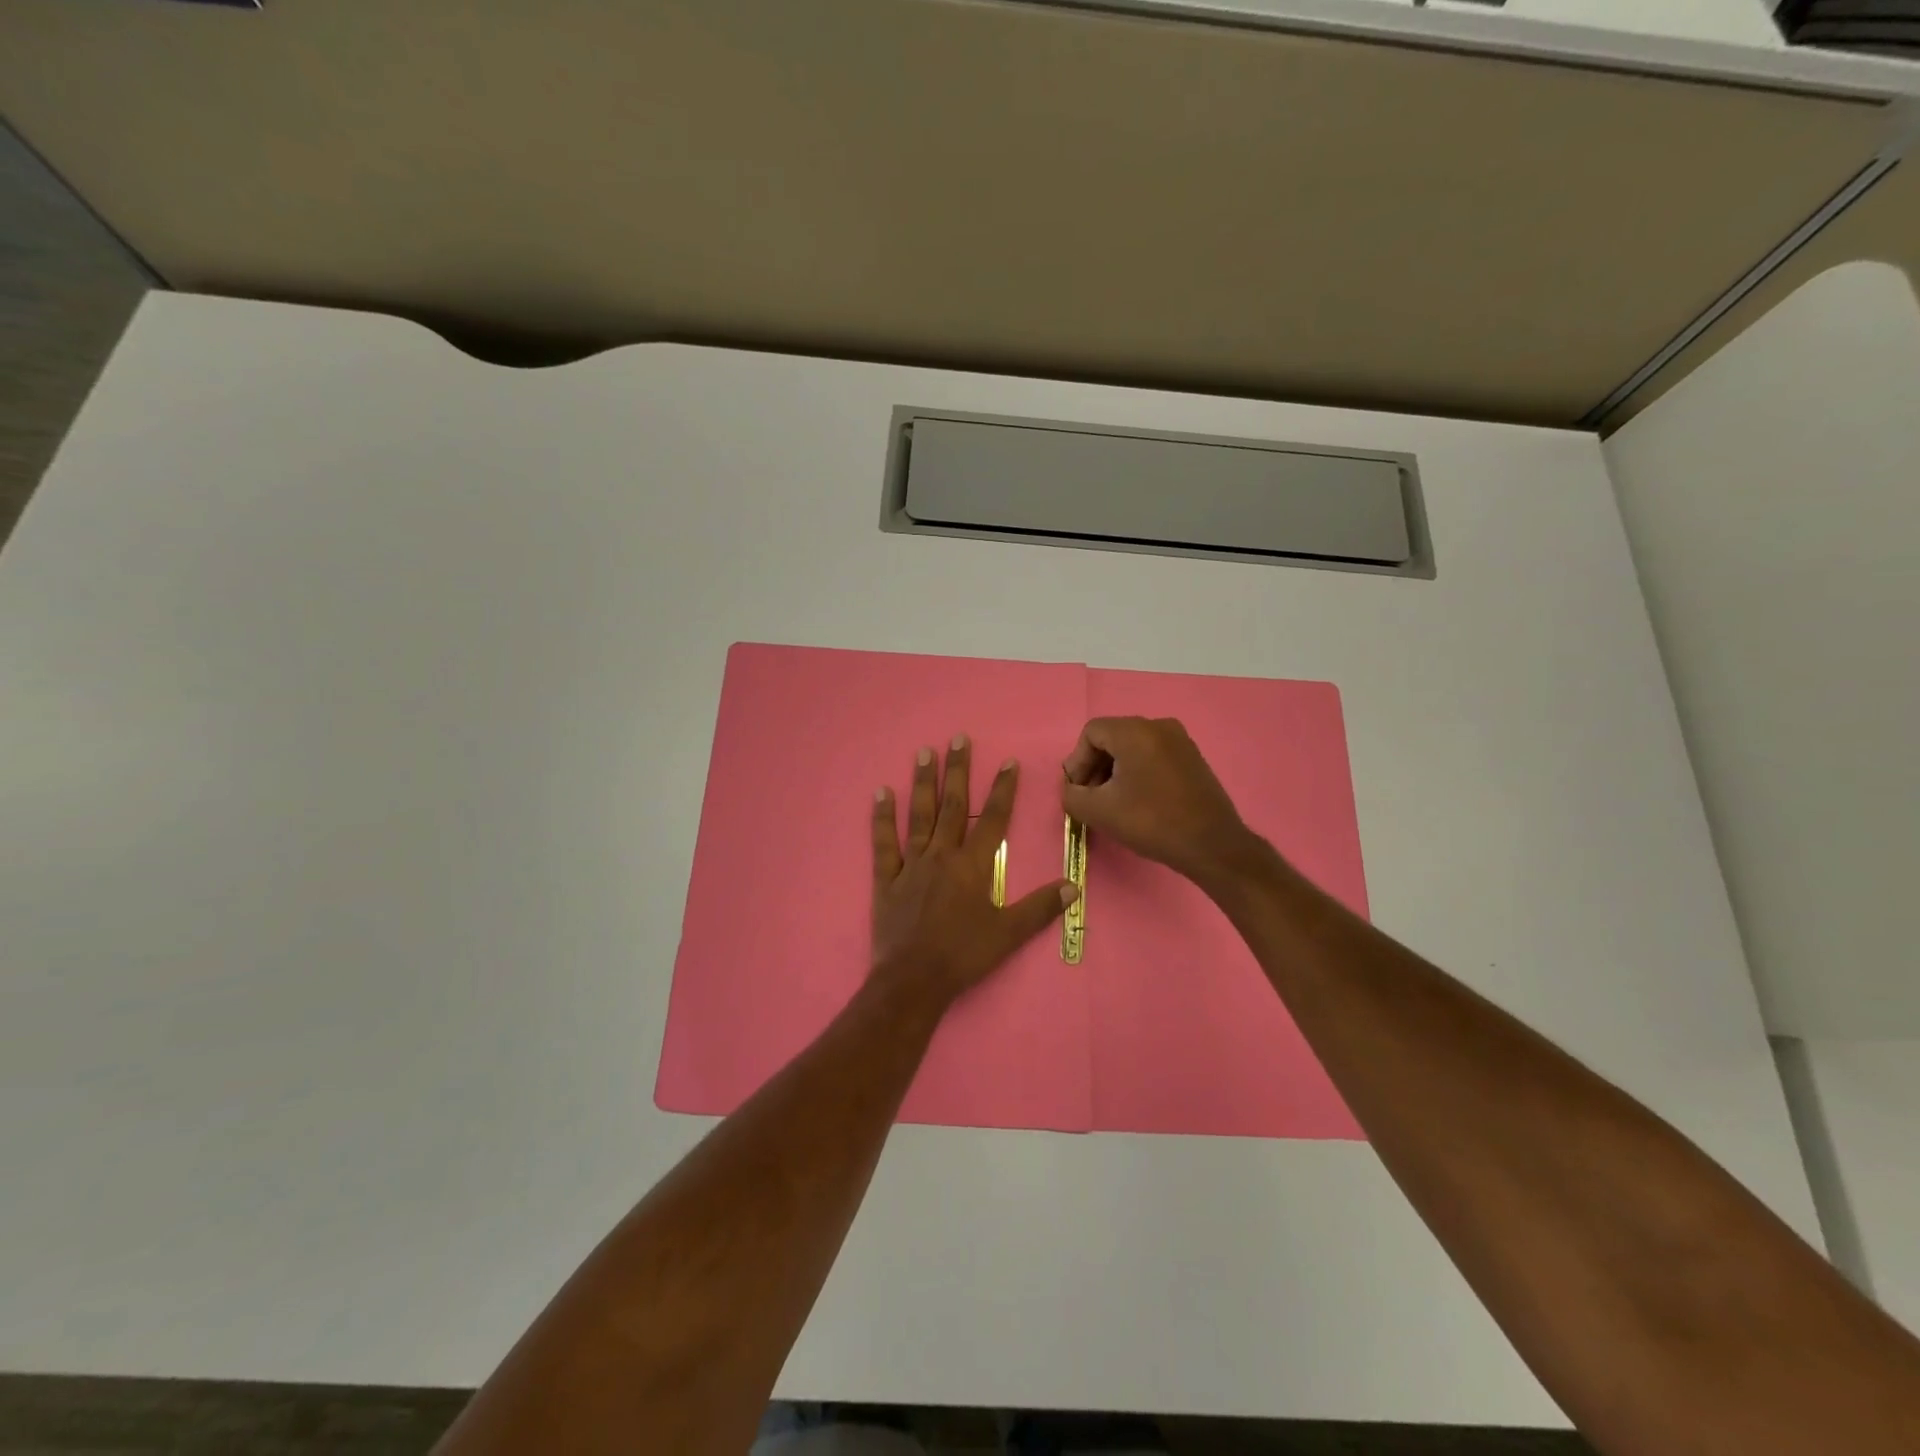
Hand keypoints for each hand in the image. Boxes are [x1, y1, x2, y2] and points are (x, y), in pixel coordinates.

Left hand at [871, 735, 1077, 1006]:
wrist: (914, 980)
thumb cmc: (964, 956)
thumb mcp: (1009, 934)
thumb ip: (1040, 907)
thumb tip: (1074, 886)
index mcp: (973, 866)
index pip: (994, 819)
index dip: (1003, 789)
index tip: (1009, 762)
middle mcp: (942, 855)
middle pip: (954, 805)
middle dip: (959, 770)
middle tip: (958, 737)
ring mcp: (911, 864)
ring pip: (919, 815)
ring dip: (922, 782)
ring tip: (923, 752)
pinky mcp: (886, 877)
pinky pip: (883, 841)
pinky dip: (881, 817)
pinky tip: (880, 792)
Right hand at [1061, 717, 1254, 883]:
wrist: (1211, 845)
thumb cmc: (1151, 822)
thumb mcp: (1099, 812)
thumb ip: (1072, 796)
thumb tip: (1071, 790)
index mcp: (1135, 731)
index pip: (1091, 733)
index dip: (1077, 762)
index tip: (1077, 791)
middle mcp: (1159, 726)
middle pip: (1112, 737)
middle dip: (1094, 766)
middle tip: (1090, 798)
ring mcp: (1180, 740)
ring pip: (1133, 747)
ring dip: (1115, 770)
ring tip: (1112, 802)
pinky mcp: (1192, 757)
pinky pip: (1153, 755)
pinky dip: (1137, 772)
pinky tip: (1137, 800)